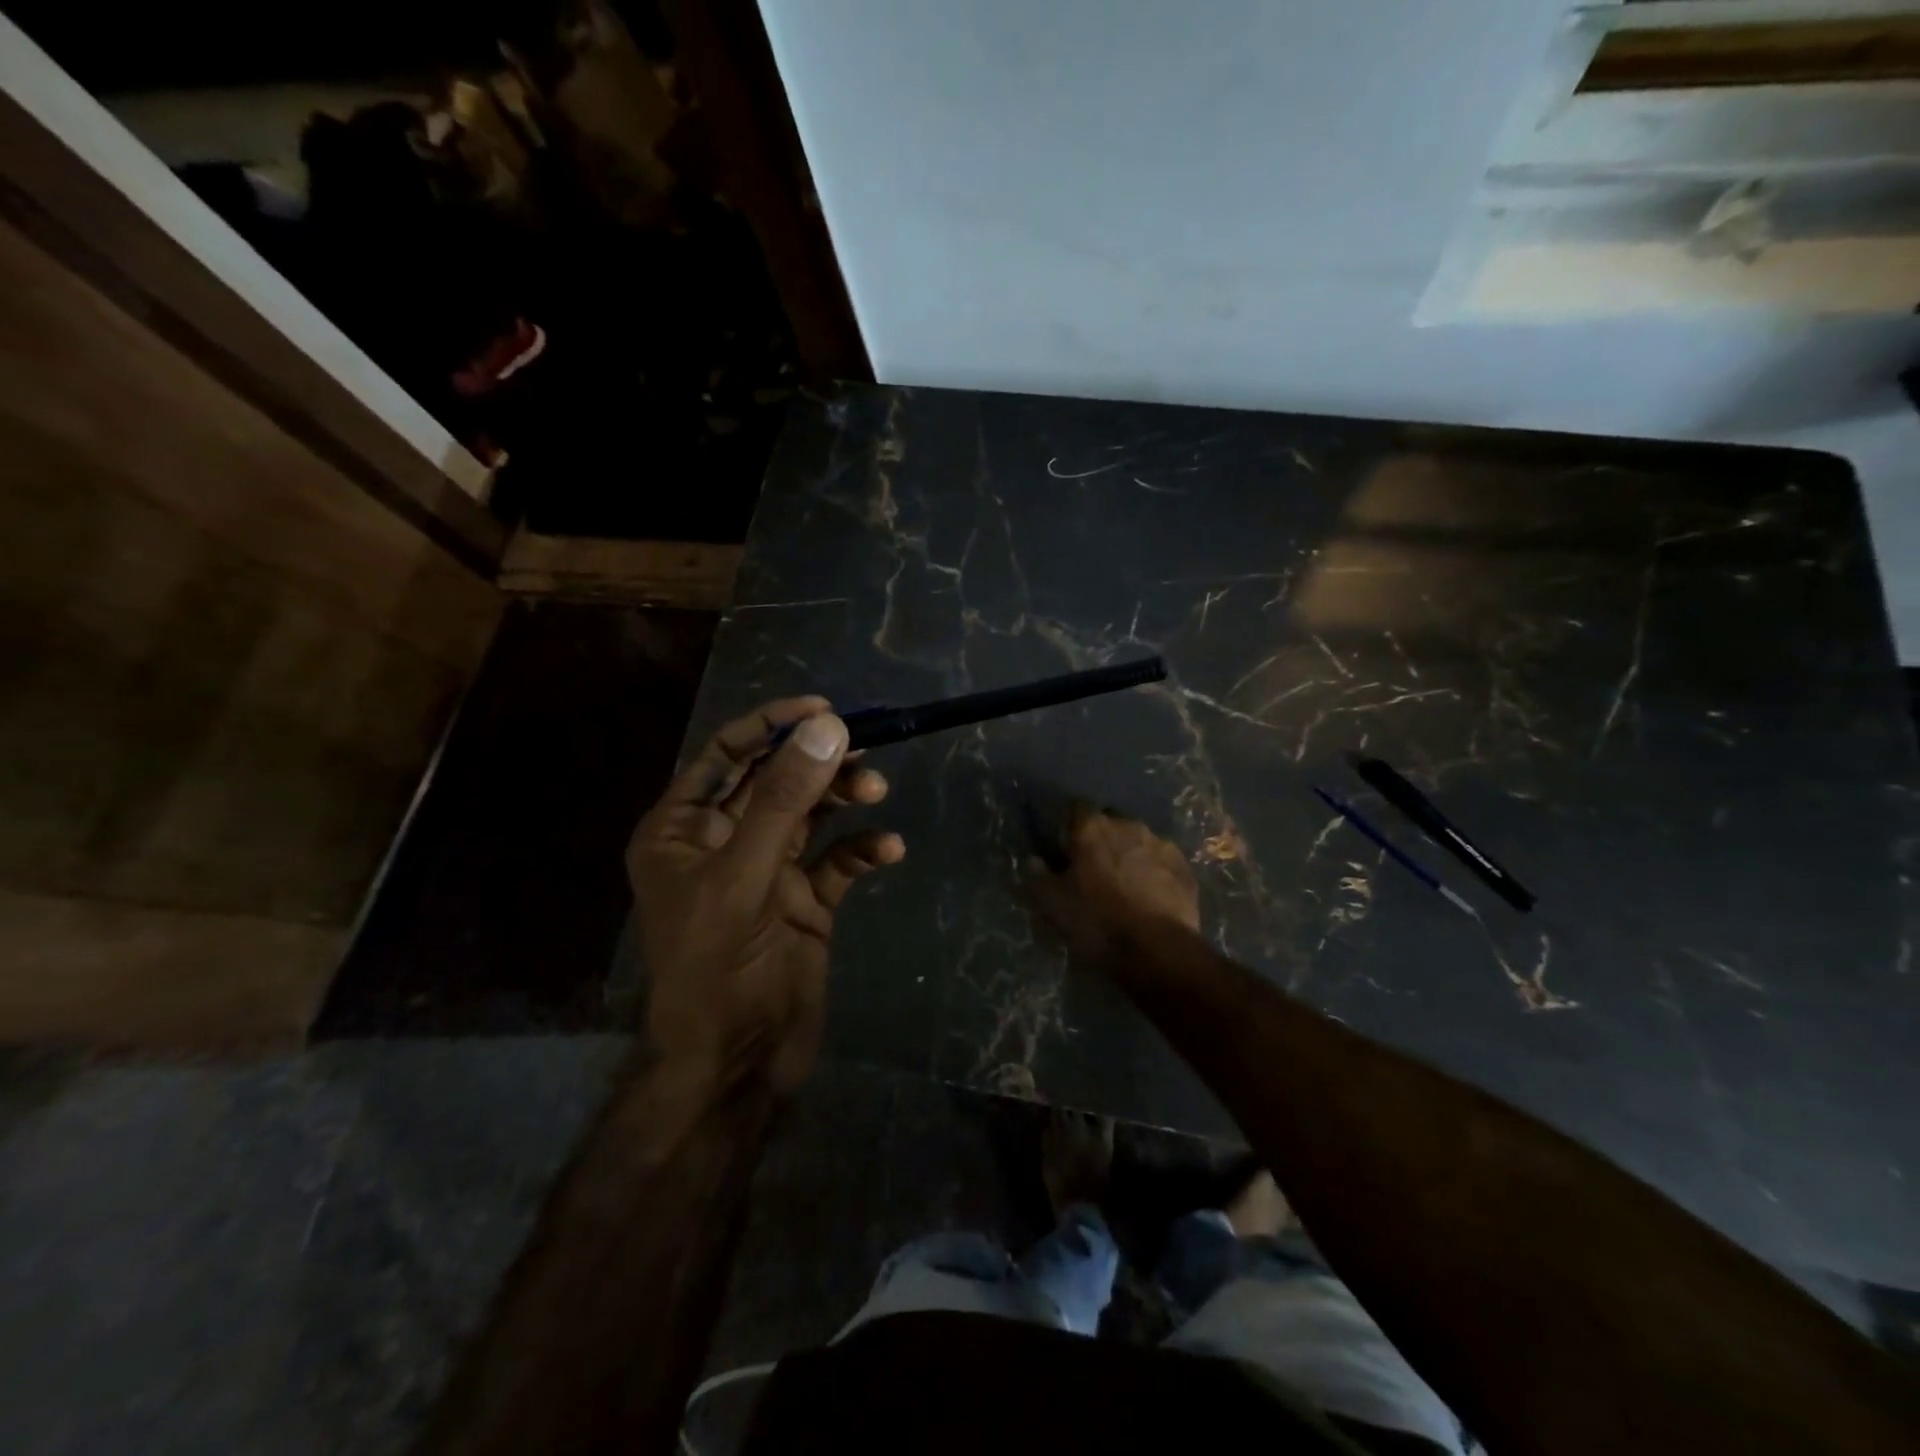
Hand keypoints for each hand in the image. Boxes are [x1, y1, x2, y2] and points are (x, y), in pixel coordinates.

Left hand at [629, 697, 903, 1092]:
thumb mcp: (744, 876)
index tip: (823, 709)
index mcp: (684, 829)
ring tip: (877, 791)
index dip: (771, 725)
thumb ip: (782, 800)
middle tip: (863, 748)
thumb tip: (826, 727)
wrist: (738, 1065)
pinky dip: (863, 850)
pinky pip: (838, 861)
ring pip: (810, 814)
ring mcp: (767, 871)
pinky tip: (888, 851)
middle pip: (775, 780)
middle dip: (817, 762)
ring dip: (844, 798)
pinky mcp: (805, 901)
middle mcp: (724, 842)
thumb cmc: (716, 968)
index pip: (726, 755)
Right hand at [1028, 805, 1199, 969]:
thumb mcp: (1052, 904)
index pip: (1076, 808)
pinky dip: (1153, 873)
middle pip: (1109, 823)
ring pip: (1138, 842)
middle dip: (1101, 840)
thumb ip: (1037, 876)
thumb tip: (1033, 860)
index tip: (1065, 848)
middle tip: (1093, 871)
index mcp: (1092, 828)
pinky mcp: (1185, 868)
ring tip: (1124, 886)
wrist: (1158, 951)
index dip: (1069, 826)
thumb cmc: (1097, 922)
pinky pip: (1161, 862)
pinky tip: (1149, 898)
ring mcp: (1161, 844)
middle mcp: (1128, 825)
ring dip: (1129, 856)